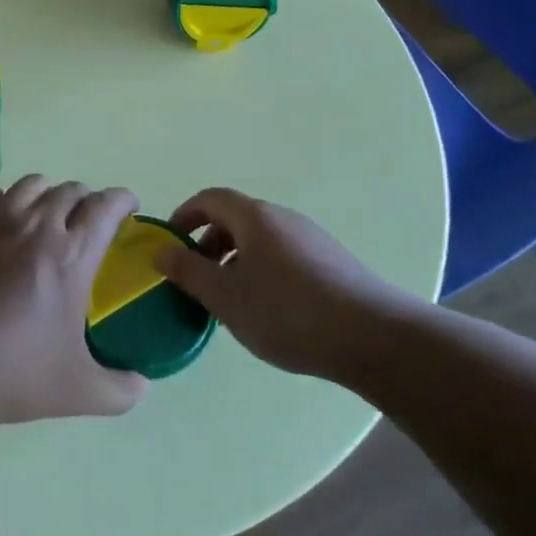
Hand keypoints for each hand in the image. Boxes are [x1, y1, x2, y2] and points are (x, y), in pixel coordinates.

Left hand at [0, 175, 148, 425]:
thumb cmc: (14, 374)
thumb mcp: (80, 392)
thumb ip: (120, 390)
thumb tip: (143, 386)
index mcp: (72, 255)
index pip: (106, 205)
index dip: (122, 200)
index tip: (127, 207)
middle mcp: (36, 225)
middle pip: (70, 190)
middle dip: (86, 200)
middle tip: (85, 222)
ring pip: (30, 184)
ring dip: (45, 194)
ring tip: (43, 214)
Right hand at [157, 188, 418, 381]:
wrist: (373, 337)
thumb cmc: (288, 312)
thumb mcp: (226, 296)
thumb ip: (188, 272)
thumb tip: (161, 251)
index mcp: (254, 217)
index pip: (210, 198)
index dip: (184, 216)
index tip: (170, 244)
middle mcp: (283, 218)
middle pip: (235, 218)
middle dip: (208, 244)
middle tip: (195, 279)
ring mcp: (311, 238)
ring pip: (260, 240)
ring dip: (235, 261)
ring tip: (229, 300)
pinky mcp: (331, 262)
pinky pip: (283, 256)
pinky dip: (262, 272)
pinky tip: (268, 310)